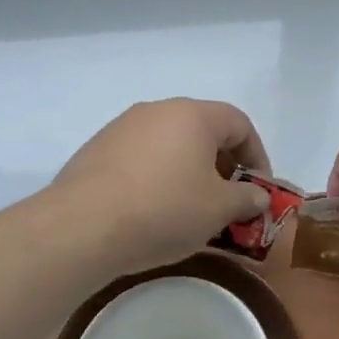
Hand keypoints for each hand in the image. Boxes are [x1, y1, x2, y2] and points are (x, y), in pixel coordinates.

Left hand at [45, 99, 272, 277]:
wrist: (79, 227)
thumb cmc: (162, 210)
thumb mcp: (218, 210)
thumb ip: (246, 199)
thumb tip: (258, 197)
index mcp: (193, 115)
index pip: (240, 124)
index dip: (257, 156)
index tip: (258, 190)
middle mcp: (158, 110)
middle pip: (204, 130)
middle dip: (223, 164)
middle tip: (227, 200)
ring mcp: (123, 127)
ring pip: (170, 143)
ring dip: (189, 170)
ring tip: (190, 208)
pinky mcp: (97, 149)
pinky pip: (141, 156)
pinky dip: (157, 176)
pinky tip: (152, 209)